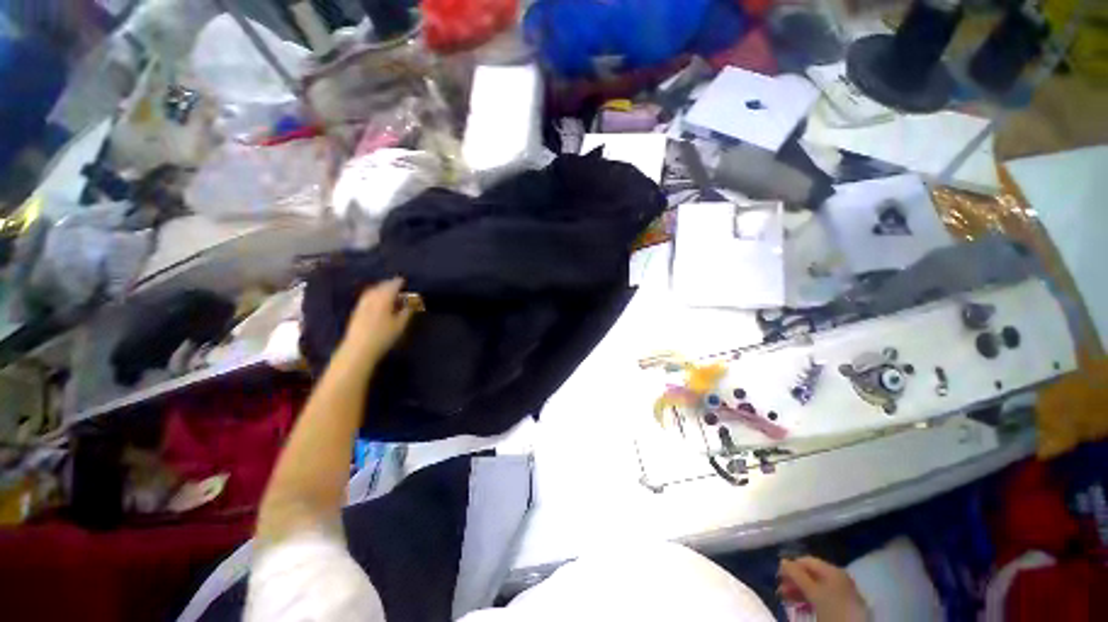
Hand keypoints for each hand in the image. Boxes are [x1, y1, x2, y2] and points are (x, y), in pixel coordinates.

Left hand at [338, 278, 413, 366]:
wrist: (358, 349)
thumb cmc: (383, 336)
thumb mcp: (400, 325)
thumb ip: (407, 311)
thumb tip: (411, 302)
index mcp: (383, 299)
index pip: (392, 286)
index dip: (399, 282)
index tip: (404, 280)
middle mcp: (371, 298)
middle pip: (380, 286)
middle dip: (389, 284)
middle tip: (397, 284)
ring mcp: (362, 304)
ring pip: (372, 291)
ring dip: (380, 288)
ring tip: (387, 291)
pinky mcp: (356, 311)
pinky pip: (367, 297)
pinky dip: (373, 294)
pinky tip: (376, 299)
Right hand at [779, 557, 868, 621]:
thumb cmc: (832, 606)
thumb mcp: (813, 591)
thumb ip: (797, 574)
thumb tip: (782, 560)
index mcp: (832, 569)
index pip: (806, 560)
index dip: (791, 566)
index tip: (778, 576)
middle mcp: (837, 576)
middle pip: (810, 573)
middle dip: (794, 580)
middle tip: (780, 590)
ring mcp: (841, 590)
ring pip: (815, 586)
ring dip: (798, 591)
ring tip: (786, 598)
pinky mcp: (841, 603)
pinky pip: (821, 596)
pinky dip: (809, 598)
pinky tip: (800, 605)